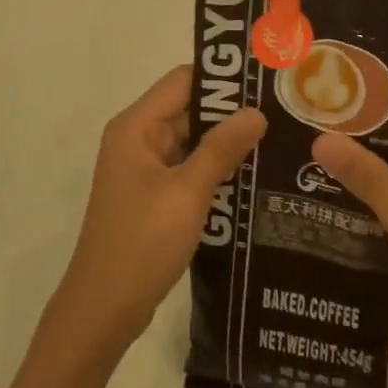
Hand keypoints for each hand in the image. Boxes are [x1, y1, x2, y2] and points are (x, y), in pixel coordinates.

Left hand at [51, 66, 265, 361]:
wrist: (103, 309)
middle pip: (189, 108)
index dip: (223, 77)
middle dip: (231, 111)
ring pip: (192, 140)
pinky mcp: (153, 195)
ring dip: (227, 142)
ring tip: (279, 139)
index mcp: (136, 126)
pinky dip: (215, 168)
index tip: (265, 79)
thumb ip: (221, 148)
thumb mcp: (187, 193)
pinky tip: (254, 175)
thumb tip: (256, 111)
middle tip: (283, 111)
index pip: (183, 81)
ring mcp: (144, 168)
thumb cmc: (141, 243)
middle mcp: (137, 138)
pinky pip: (188, 168)